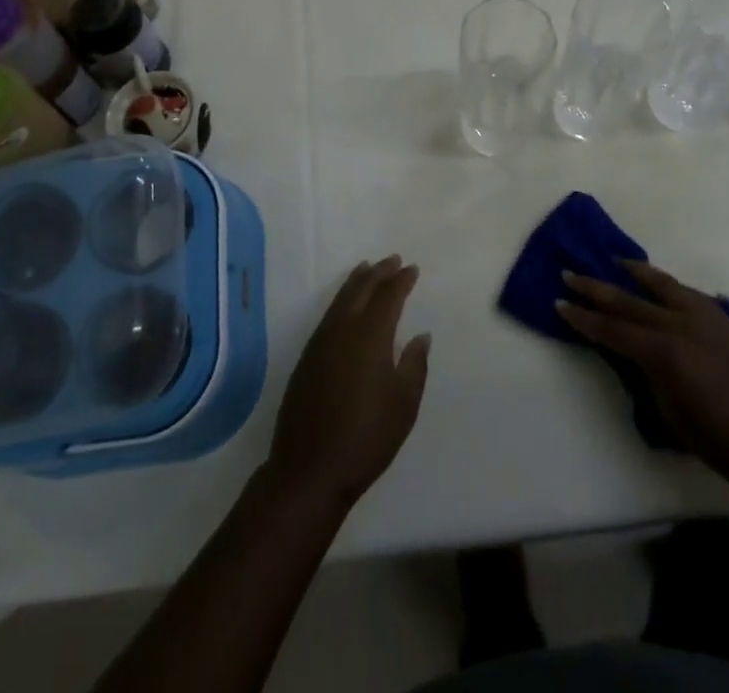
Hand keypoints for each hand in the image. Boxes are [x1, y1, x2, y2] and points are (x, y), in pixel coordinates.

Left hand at [267, 256, 430, 507]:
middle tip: (393, 259)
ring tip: (369, 268)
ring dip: (358, 281)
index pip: (388, 296)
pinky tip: (347, 304)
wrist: (310, 468)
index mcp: (370, 336)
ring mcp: (321, 341)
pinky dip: (342, 298)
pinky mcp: (308, 355)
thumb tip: (420, 335)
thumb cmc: (366, 438)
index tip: (412, 269)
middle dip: (379, 272)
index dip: (401, 281)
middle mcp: (343, 329)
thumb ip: (414, 365)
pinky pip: (329, 313)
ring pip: (341, 298)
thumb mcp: (403, 405)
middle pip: (362, 289)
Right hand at [556, 260, 728, 491]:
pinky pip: (686, 292)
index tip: (559, 304)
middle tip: (570, 274)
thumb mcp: (668, 412)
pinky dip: (666, 284)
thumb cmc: (719, 441)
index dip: (582, 318)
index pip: (610, 329)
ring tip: (615, 261)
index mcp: (662, 352)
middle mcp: (679, 325)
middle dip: (595, 288)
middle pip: (627, 300)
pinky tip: (658, 283)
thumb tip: (631, 352)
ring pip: (661, 284)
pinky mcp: (721, 320)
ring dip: (634, 272)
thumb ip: (646, 374)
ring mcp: (703, 318)